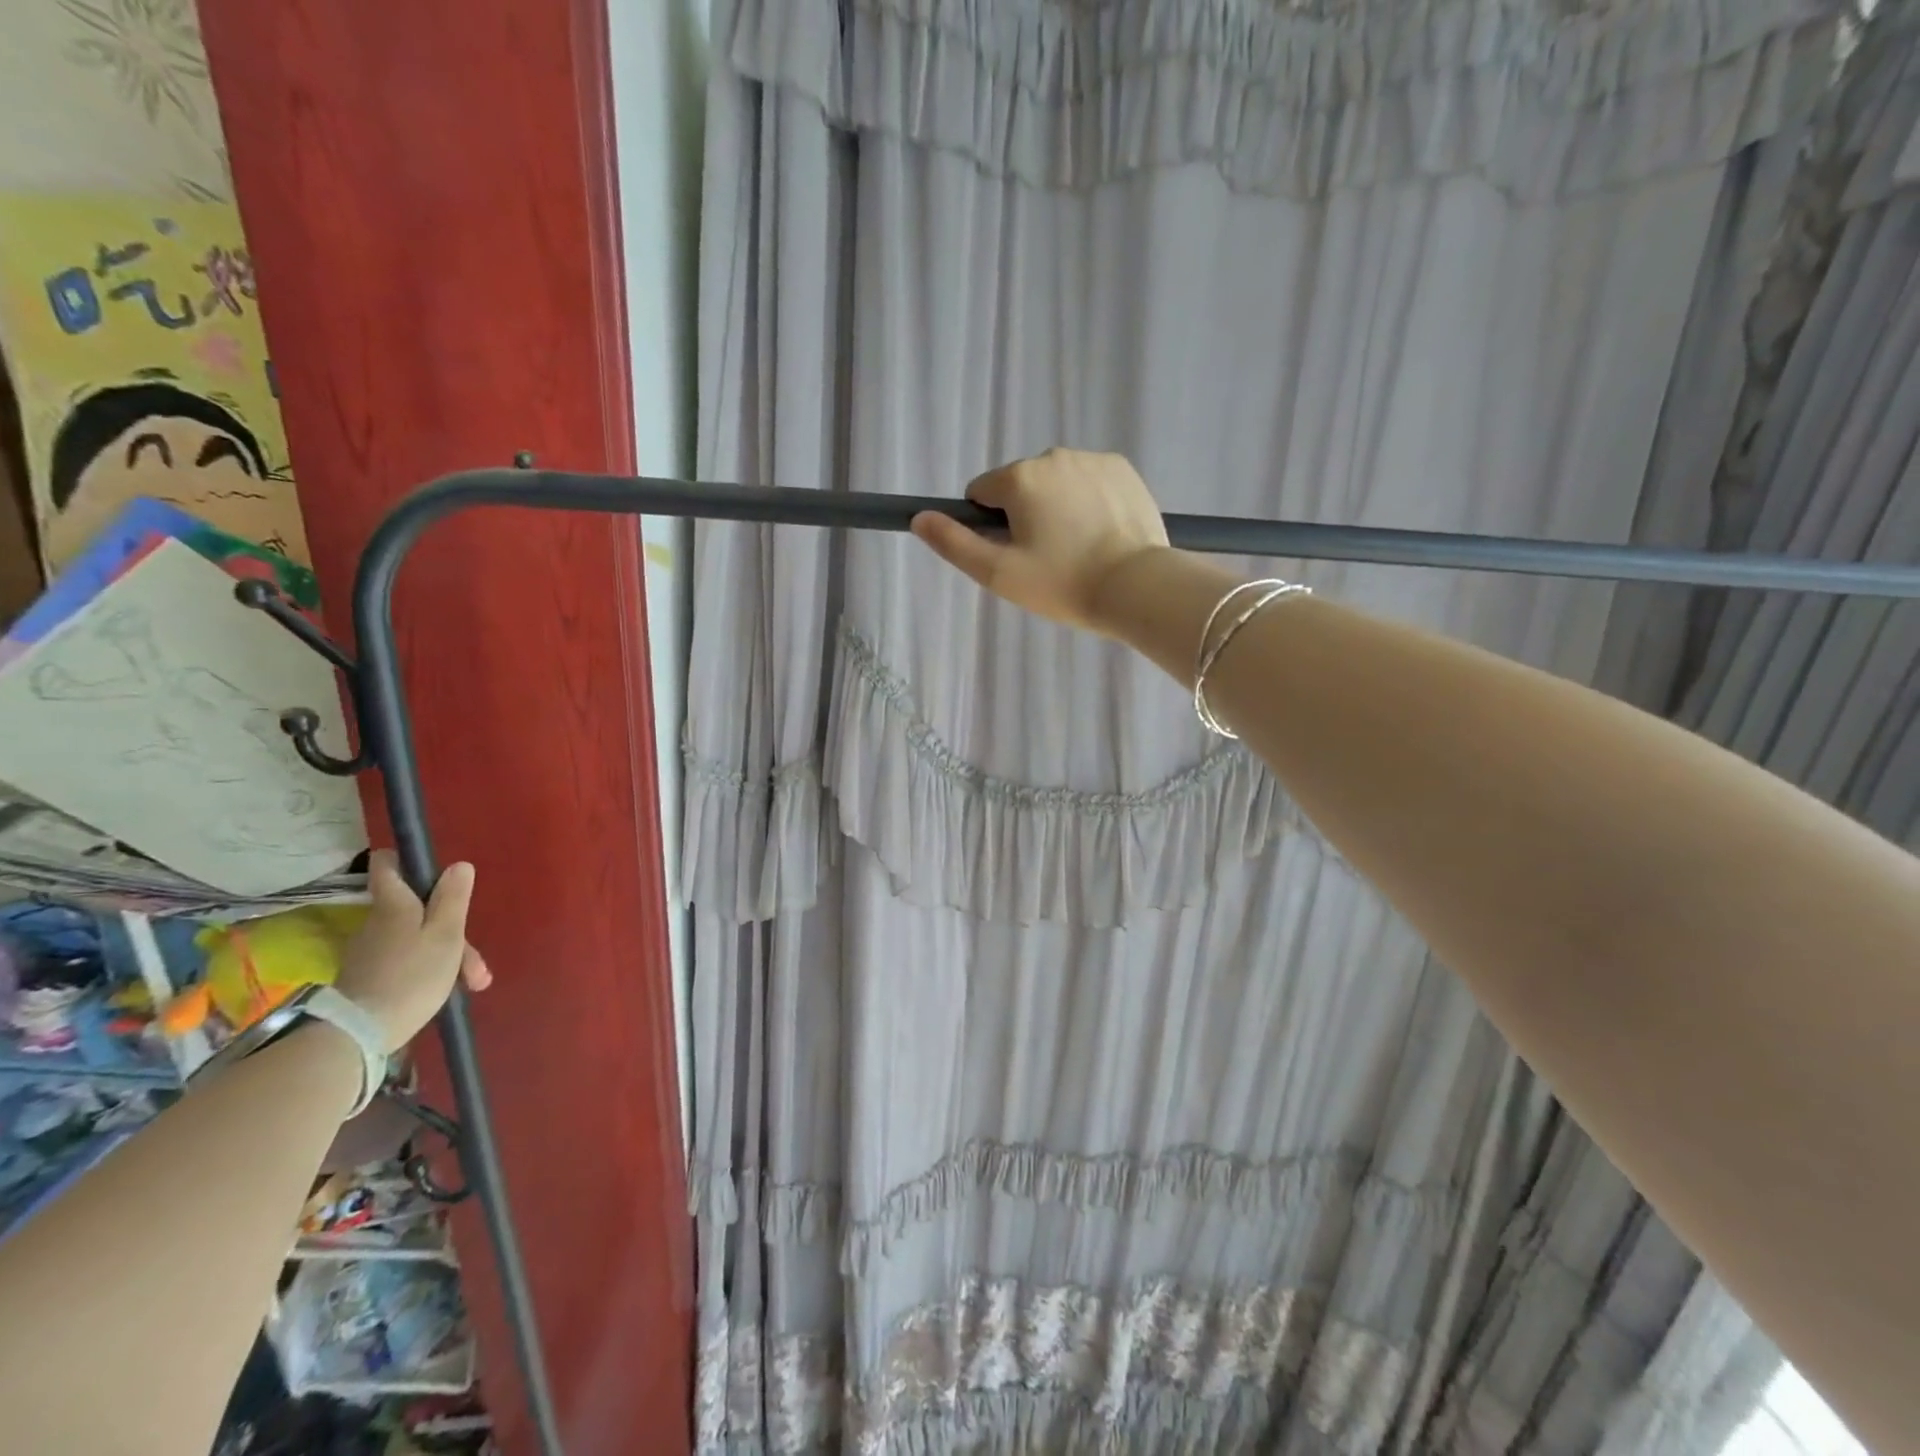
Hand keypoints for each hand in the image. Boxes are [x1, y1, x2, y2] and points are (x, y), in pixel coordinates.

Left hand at [334, 850, 492, 1051]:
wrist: (360, 1033)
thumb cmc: (413, 975)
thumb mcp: (446, 934)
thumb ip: (453, 898)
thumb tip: (458, 865)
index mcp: (394, 904)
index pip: (387, 865)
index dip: (406, 861)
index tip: (431, 871)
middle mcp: (376, 921)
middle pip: (416, 909)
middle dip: (450, 927)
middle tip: (475, 962)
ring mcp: (369, 951)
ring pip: (416, 939)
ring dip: (446, 955)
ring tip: (472, 983)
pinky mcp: (367, 977)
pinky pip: (405, 961)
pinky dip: (428, 970)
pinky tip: (445, 991)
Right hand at [910, 448, 1170, 633]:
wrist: (1137, 587)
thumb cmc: (1062, 583)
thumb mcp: (998, 573)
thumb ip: (954, 543)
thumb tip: (919, 517)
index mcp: (1019, 477)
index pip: (981, 494)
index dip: (990, 528)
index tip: (1015, 556)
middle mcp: (1053, 456)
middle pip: (1020, 487)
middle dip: (1025, 516)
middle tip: (1048, 560)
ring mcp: (1092, 458)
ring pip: (1055, 484)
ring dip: (1057, 508)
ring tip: (1078, 550)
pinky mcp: (1123, 468)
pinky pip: (1088, 482)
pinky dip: (1088, 502)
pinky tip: (1101, 534)